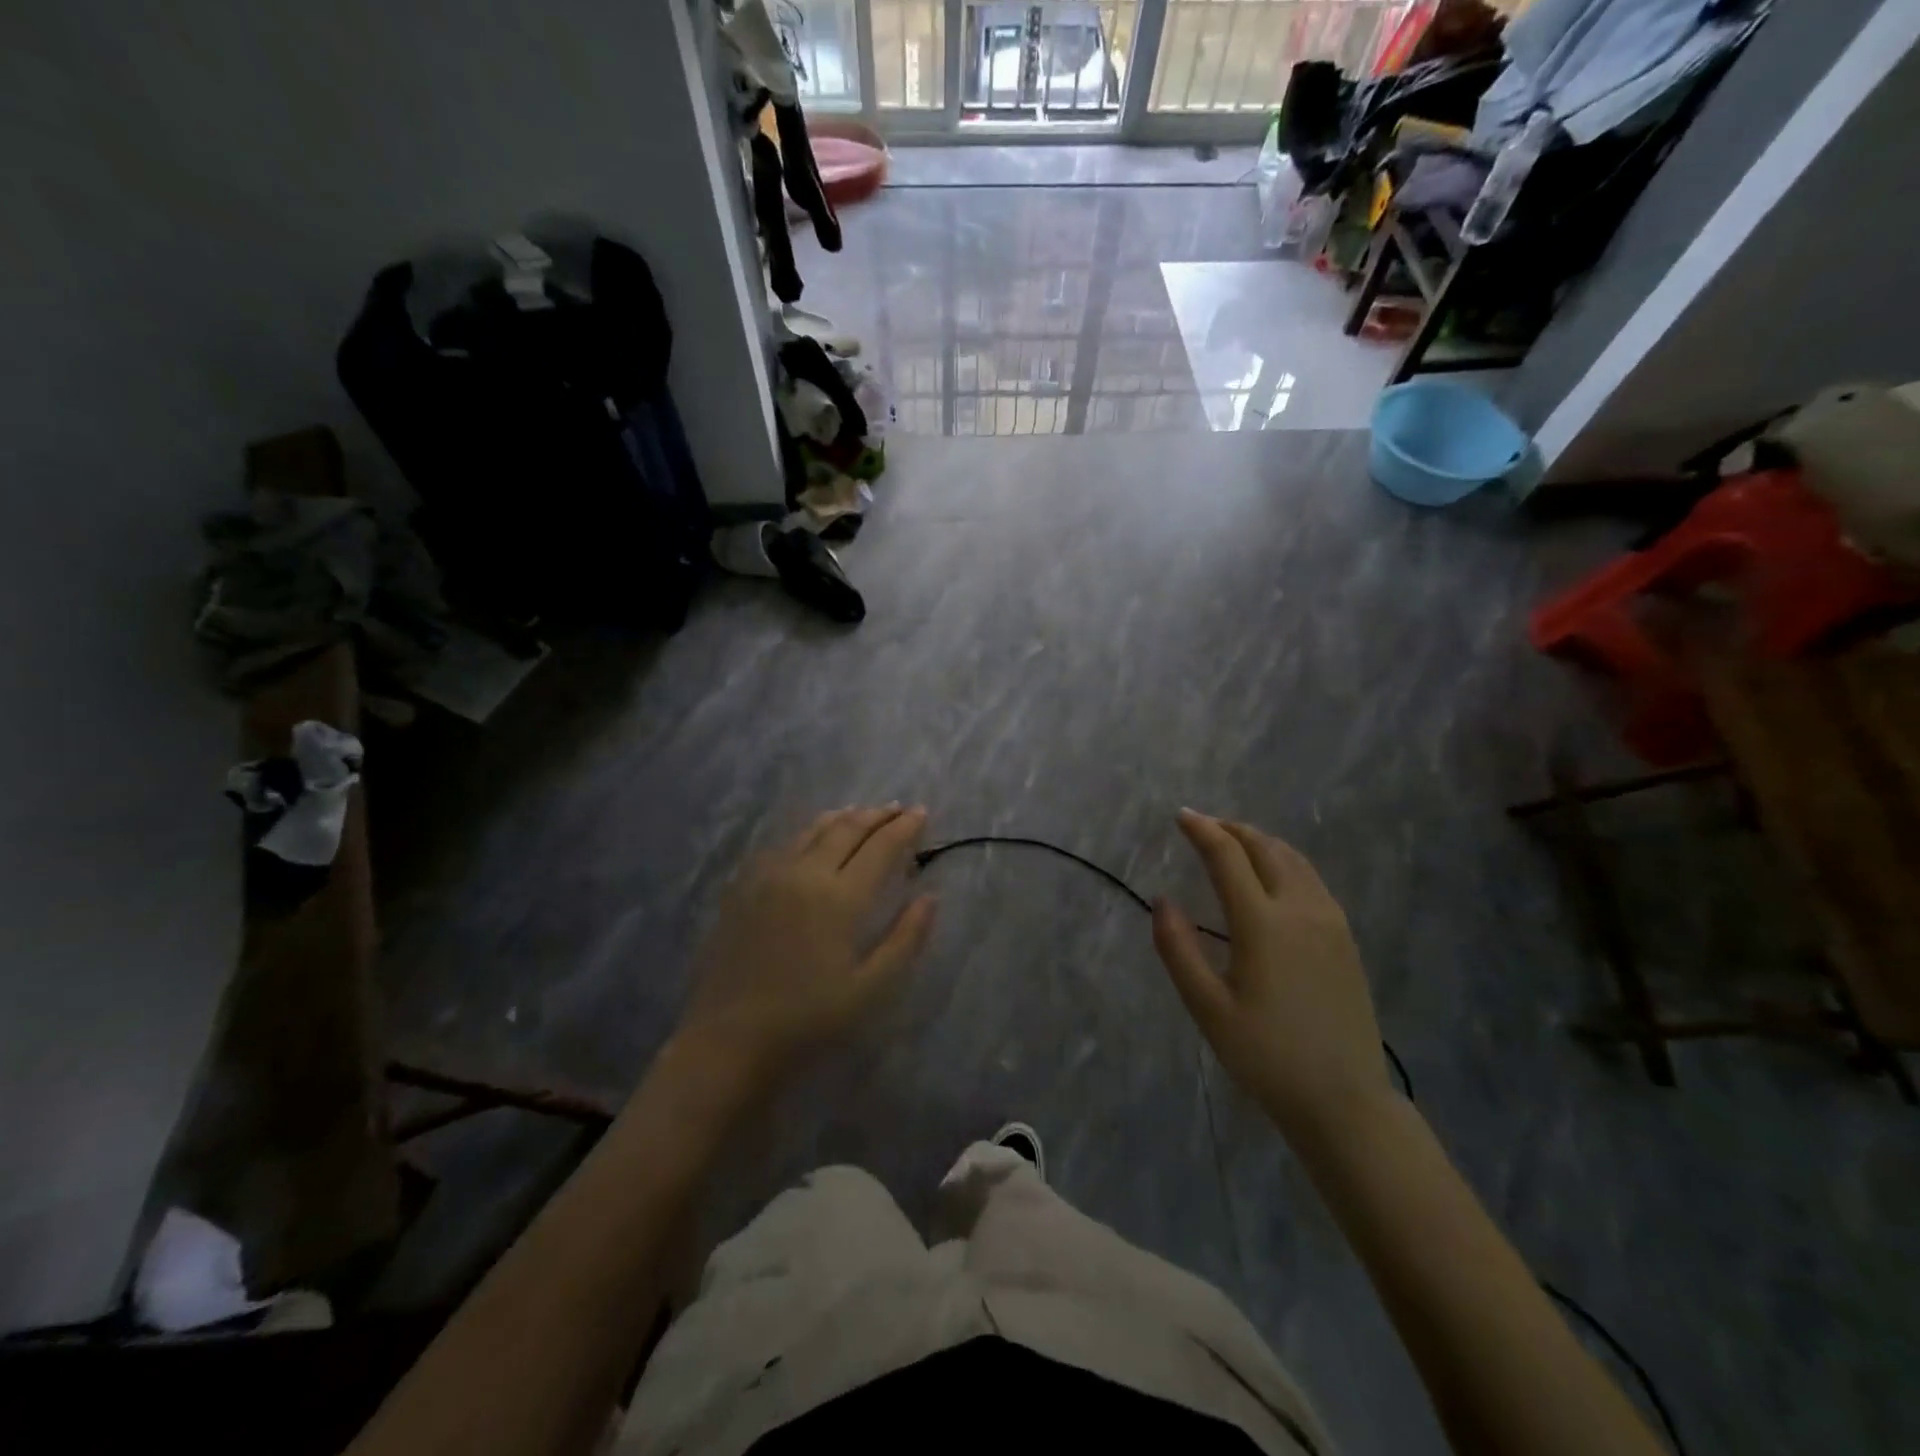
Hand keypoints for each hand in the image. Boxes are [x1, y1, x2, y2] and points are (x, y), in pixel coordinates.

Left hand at [678, 806, 935, 1078]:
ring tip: (863, 814)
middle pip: (847, 829)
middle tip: (899, 808)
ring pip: (813, 830)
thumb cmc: (808, 1018)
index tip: (922, 812)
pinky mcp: (744, 886)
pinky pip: (785, 844)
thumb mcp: (870, 988)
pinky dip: (811, 832)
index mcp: (840, 897)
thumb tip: (930, 897)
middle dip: (878, 815)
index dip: (904, 827)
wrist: (729, 1038)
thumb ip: (905, 938)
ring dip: (844, 818)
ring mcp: (770, 876)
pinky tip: (814, 838)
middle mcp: (805, 873)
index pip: (880, 847)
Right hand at [1152, 809, 1392, 1138]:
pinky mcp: (1346, 938)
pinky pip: (1312, 879)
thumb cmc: (1266, 1055)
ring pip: (1294, 859)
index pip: (1227, 856)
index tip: (1181, 815)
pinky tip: (1273, 876)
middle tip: (1204, 825)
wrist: (1344, 1099)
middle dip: (1232, 829)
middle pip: (1265, 847)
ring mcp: (1330, 921)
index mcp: (1262, 922)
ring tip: (1235, 842)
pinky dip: (1285, 861)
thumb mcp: (1207, 1007)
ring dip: (1260, 841)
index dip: (1202, 830)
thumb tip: (1162, 900)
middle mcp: (1300, 909)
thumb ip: (1178, 949)